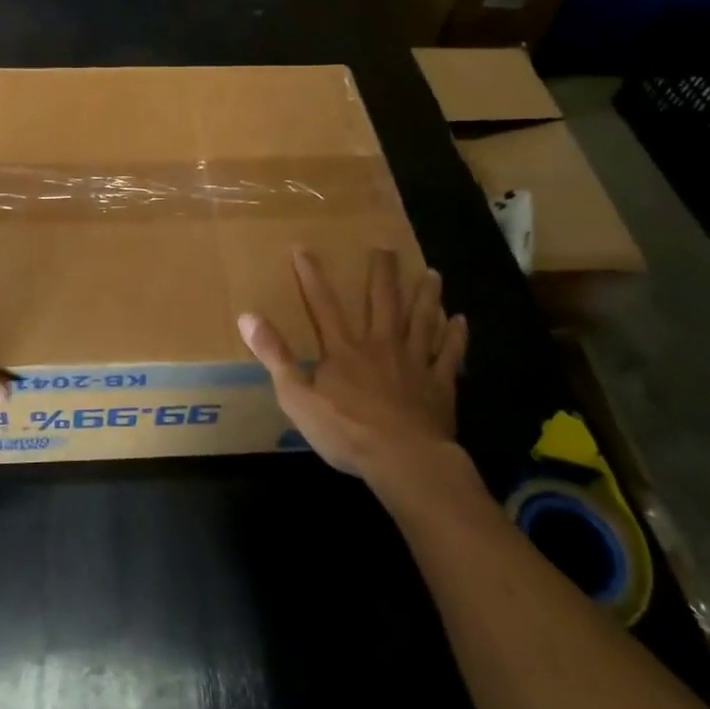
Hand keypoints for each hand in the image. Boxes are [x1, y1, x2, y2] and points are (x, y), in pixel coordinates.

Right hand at [238, 249, 467, 485]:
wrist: (404, 460)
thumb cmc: (347, 431)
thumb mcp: (296, 396)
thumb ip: (274, 356)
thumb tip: (247, 316)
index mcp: (343, 350)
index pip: (323, 305)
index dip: (311, 277)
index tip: (303, 248)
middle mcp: (380, 346)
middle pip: (382, 302)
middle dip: (382, 274)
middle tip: (386, 249)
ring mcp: (414, 363)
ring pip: (421, 321)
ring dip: (426, 296)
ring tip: (433, 273)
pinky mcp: (440, 385)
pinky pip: (449, 354)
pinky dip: (456, 336)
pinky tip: (461, 320)